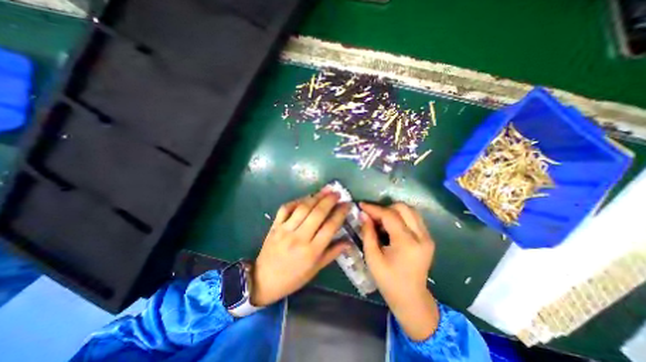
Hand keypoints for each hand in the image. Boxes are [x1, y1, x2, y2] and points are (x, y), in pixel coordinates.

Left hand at [251, 191, 350, 305]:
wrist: (264, 281)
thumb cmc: (293, 277)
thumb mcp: (316, 269)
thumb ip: (333, 253)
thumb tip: (349, 242)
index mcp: (312, 251)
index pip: (330, 226)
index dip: (340, 213)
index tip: (347, 204)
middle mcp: (299, 238)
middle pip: (317, 213)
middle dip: (329, 200)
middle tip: (337, 193)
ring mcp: (285, 230)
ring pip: (303, 208)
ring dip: (316, 197)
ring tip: (325, 190)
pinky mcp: (275, 226)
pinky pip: (286, 208)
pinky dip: (296, 200)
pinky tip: (305, 197)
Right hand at [359, 202, 439, 340]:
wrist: (411, 298)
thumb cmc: (388, 280)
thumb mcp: (372, 258)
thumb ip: (367, 233)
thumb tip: (363, 214)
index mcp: (407, 243)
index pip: (390, 215)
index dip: (374, 208)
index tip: (361, 205)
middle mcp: (421, 236)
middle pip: (403, 208)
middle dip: (384, 208)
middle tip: (372, 216)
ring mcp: (427, 236)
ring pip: (410, 210)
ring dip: (393, 211)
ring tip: (380, 221)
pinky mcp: (428, 238)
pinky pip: (413, 218)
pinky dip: (400, 217)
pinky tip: (390, 226)